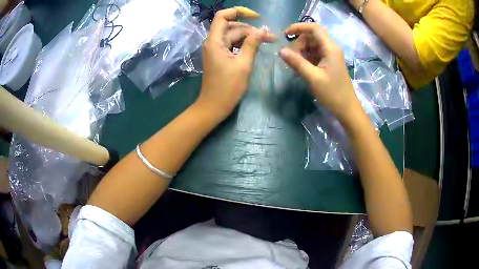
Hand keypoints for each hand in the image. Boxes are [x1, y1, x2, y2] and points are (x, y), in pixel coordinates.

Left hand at [196, 7, 275, 121]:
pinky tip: (254, 48)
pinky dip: (242, 44)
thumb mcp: (243, 65)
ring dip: (248, 37)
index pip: (223, 16)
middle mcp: (213, 42)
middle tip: (269, 38)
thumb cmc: (228, 88)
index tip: (256, 17)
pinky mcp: (218, 56)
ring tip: (265, 42)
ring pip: (232, 36)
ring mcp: (215, 49)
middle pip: (231, 27)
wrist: (213, 106)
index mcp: (215, 41)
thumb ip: (252, 44)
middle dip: (250, 29)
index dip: (238, 12)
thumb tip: (262, 31)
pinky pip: (231, 44)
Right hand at [279, 23, 359, 121]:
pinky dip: (306, 59)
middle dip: (299, 44)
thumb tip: (281, 51)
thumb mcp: (313, 78)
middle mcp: (331, 49)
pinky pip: (314, 55)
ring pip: (311, 46)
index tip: (285, 34)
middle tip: (292, 59)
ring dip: (301, 53)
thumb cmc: (332, 94)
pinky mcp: (328, 63)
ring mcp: (330, 56)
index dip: (299, 27)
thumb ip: (297, 62)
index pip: (314, 28)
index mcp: (330, 48)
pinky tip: (301, 70)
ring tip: (295, 67)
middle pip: (311, 37)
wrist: (347, 109)